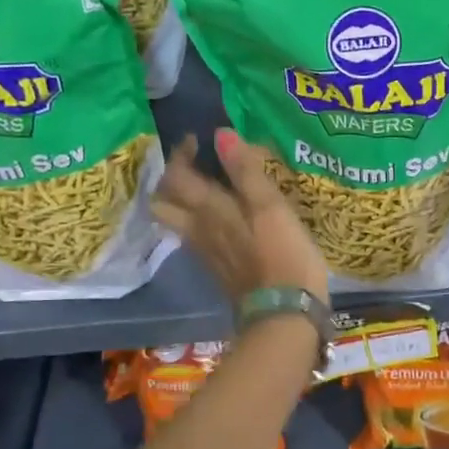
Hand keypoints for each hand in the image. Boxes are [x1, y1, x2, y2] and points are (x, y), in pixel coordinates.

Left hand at [151, 129, 329, 309]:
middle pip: (164, 203)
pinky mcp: (219, 270)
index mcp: (208, 211)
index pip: (177, 177)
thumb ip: (245, 170)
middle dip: (171, 181)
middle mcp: (197, 230)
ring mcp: (206, 253)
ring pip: (177, 222)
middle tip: (192, 167)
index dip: (180, 154)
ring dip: (182, 202)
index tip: (196, 139)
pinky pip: (195, 238)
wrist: (284, 314)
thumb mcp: (270, 206)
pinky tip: (223, 219)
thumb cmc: (282, 255)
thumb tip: (220, 134)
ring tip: (207, 189)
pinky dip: (199, 222)